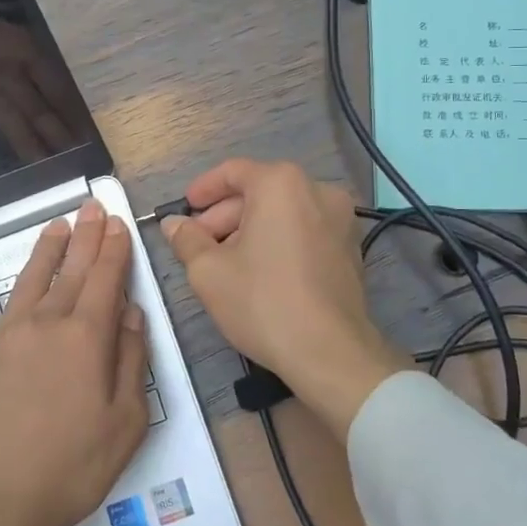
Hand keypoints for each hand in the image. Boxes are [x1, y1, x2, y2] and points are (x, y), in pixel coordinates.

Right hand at [0, 0, 88, 185]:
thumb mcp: (25, 41)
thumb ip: (45, 69)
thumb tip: (72, 107)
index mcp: (28, 57)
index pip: (58, 91)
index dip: (74, 117)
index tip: (88, 141)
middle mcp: (7, 75)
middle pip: (38, 112)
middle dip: (59, 140)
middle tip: (76, 165)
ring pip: (10, 126)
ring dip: (31, 152)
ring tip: (48, 176)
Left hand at [0, 199, 148, 525]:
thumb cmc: (71, 469)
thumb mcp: (126, 423)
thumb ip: (131, 361)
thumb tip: (130, 314)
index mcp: (84, 339)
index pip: (104, 279)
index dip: (113, 249)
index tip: (117, 223)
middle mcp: (44, 325)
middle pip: (69, 271)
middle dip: (84, 236)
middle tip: (91, 206)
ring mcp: (2, 339)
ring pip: (27, 282)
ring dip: (43, 252)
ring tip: (54, 226)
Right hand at [163, 159, 406, 438]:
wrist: (330, 353)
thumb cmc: (263, 302)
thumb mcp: (209, 271)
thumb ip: (187, 239)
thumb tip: (174, 224)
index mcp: (281, 184)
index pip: (233, 172)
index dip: (203, 190)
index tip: (185, 210)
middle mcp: (317, 190)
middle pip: (260, 192)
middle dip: (225, 216)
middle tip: (199, 245)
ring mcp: (341, 219)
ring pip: (284, 212)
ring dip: (251, 230)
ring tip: (226, 262)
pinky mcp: (352, 248)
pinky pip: (305, 231)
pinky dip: (280, 240)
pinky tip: (260, 272)